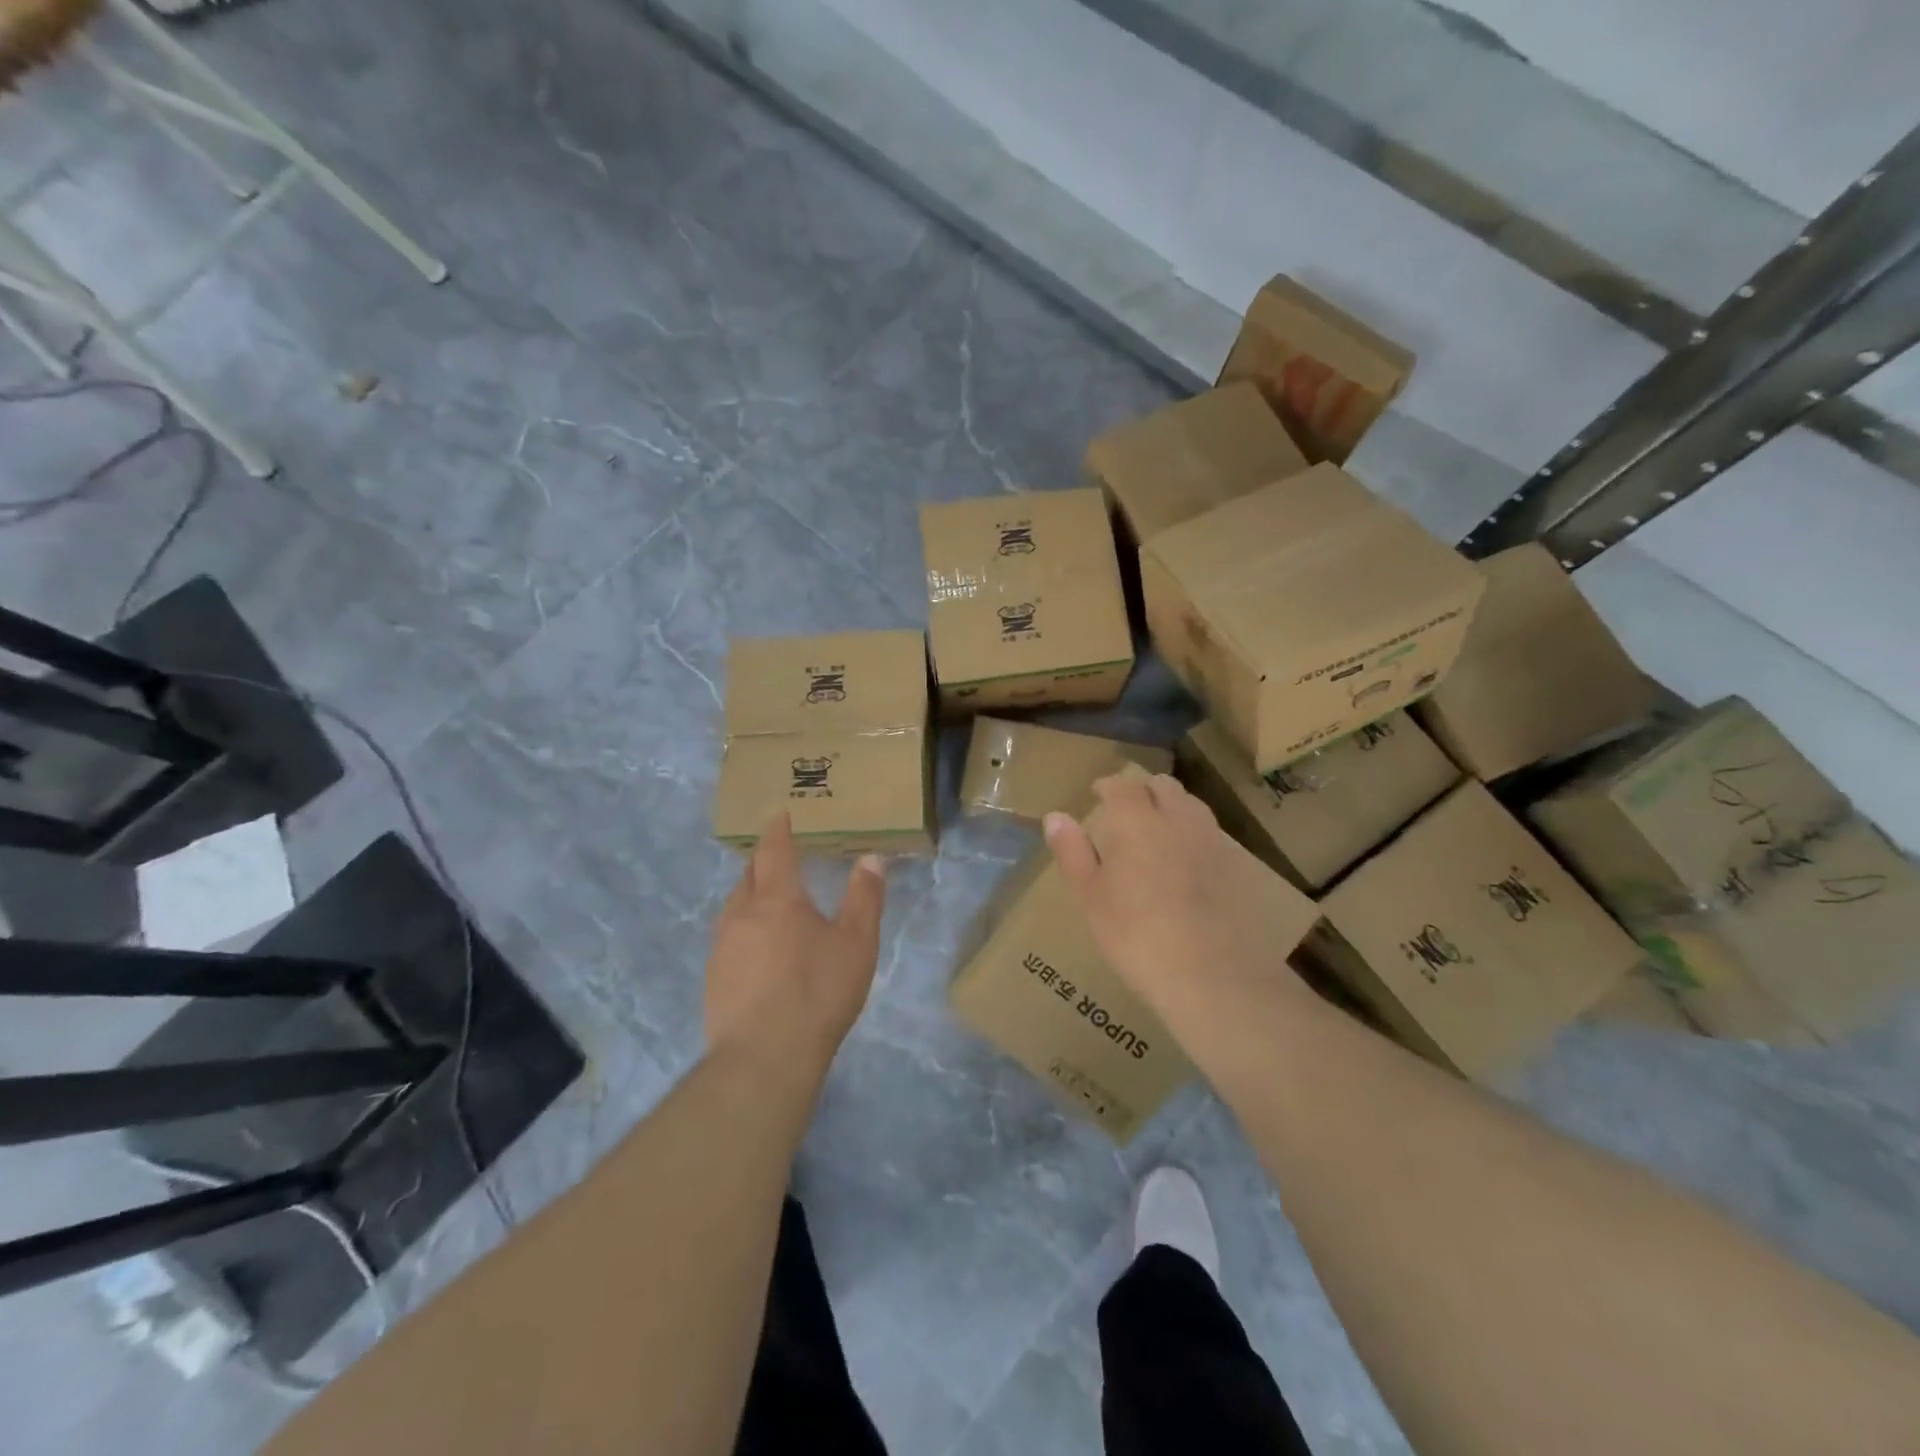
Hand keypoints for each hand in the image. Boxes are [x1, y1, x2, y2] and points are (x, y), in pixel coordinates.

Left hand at [704, 814, 887, 1089]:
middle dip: (762, 862)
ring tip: (768, 903)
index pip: (774, 850)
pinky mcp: (713, 980)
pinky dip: (743, 932)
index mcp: (777, 898)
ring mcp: (722, 948)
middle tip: (778, 858)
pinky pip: (728, 940)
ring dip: (750, 897)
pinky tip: (757, 952)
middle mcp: (742, 914)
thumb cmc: (818, 991)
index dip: (778, 830)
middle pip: (748, 876)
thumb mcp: (857, 943)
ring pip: (734, 908)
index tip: (779, 815)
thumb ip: (864, 897)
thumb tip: (872, 858)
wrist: (764, 1058)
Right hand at [1044, 774, 1307, 1028]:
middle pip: (1162, 786)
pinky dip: (1193, 834)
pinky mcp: (1237, 866)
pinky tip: (1186, 861)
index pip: (1121, 785)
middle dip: (1142, 790)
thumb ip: (1072, 852)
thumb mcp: (1091, 897)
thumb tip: (1055, 817)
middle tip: (1126, 809)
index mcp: (1136, 820)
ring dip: (1171, 806)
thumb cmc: (1136, 935)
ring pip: (1190, 805)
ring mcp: (1212, 840)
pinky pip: (1210, 834)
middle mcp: (1177, 818)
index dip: (1107, 785)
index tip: (1096, 793)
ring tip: (1157, 830)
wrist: (1212, 974)